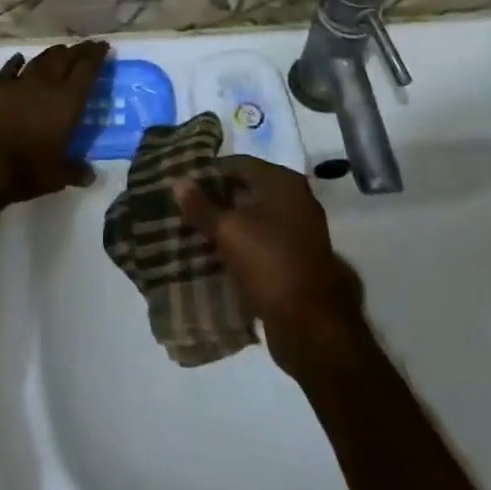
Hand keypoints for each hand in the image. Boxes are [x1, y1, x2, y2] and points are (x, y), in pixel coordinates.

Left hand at [0, 41, 108, 204]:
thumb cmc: (26, 169)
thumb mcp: (57, 176)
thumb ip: (75, 171)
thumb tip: (91, 177)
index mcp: (67, 101)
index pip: (87, 69)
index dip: (96, 55)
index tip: (103, 45)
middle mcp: (45, 84)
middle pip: (64, 58)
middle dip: (76, 51)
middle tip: (84, 47)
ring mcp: (18, 83)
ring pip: (39, 60)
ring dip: (51, 54)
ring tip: (59, 50)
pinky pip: (8, 69)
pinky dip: (15, 63)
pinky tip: (18, 58)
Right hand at [175, 156, 368, 374]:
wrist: (311, 325)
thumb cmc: (269, 265)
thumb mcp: (228, 232)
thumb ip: (201, 206)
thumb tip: (179, 181)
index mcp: (283, 182)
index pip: (238, 163)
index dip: (208, 172)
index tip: (181, 185)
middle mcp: (295, 199)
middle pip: (246, 189)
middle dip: (215, 199)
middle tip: (182, 209)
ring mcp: (298, 230)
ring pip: (252, 218)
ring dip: (225, 224)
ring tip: (192, 232)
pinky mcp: (295, 258)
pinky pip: (260, 241)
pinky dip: (239, 245)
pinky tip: (214, 255)